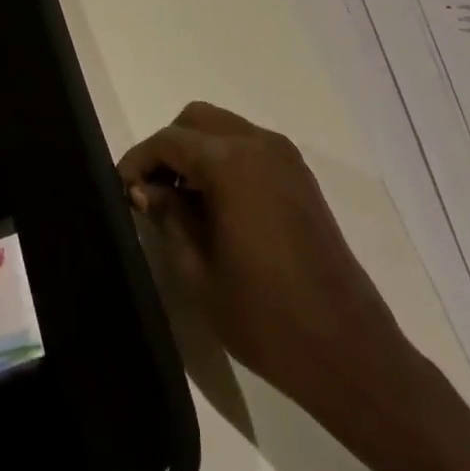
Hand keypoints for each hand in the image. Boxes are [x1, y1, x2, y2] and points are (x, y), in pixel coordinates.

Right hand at [119, 102, 417, 414]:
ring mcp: (285, 157)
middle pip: (197, 120)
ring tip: (182, 202)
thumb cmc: (265, 317)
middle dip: (169, 148)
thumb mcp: (199, 272)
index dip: (139, 160)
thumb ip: (168, 217)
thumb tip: (145, 189)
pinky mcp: (300, 176)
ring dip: (197, 151)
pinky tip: (217, 205)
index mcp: (231, 162)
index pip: (169, 140)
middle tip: (152, 192)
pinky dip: (225, 159)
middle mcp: (259, 144)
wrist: (347, 349)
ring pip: (224, 128)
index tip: (122, 189)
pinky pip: (250, 146)